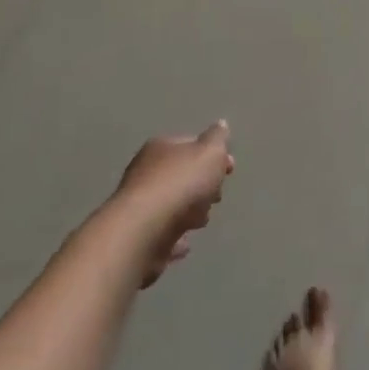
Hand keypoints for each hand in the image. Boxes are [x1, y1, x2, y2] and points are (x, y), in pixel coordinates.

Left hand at [109, 122, 234, 286]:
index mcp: (161, 147)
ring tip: (201, 221)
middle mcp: (145, 172)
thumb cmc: (180, 185)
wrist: (143, 232)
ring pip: (171, 205)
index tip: (230, 169)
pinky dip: (174, 237)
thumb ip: (217, 139)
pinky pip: (162, 234)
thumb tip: (220, 125)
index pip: (190, 143)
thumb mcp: (210, 152)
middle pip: (181, 175)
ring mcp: (139, 206)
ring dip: (188, 211)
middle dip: (202, 185)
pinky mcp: (137, 236)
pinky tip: (185, 243)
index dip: (213, 154)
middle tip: (217, 196)